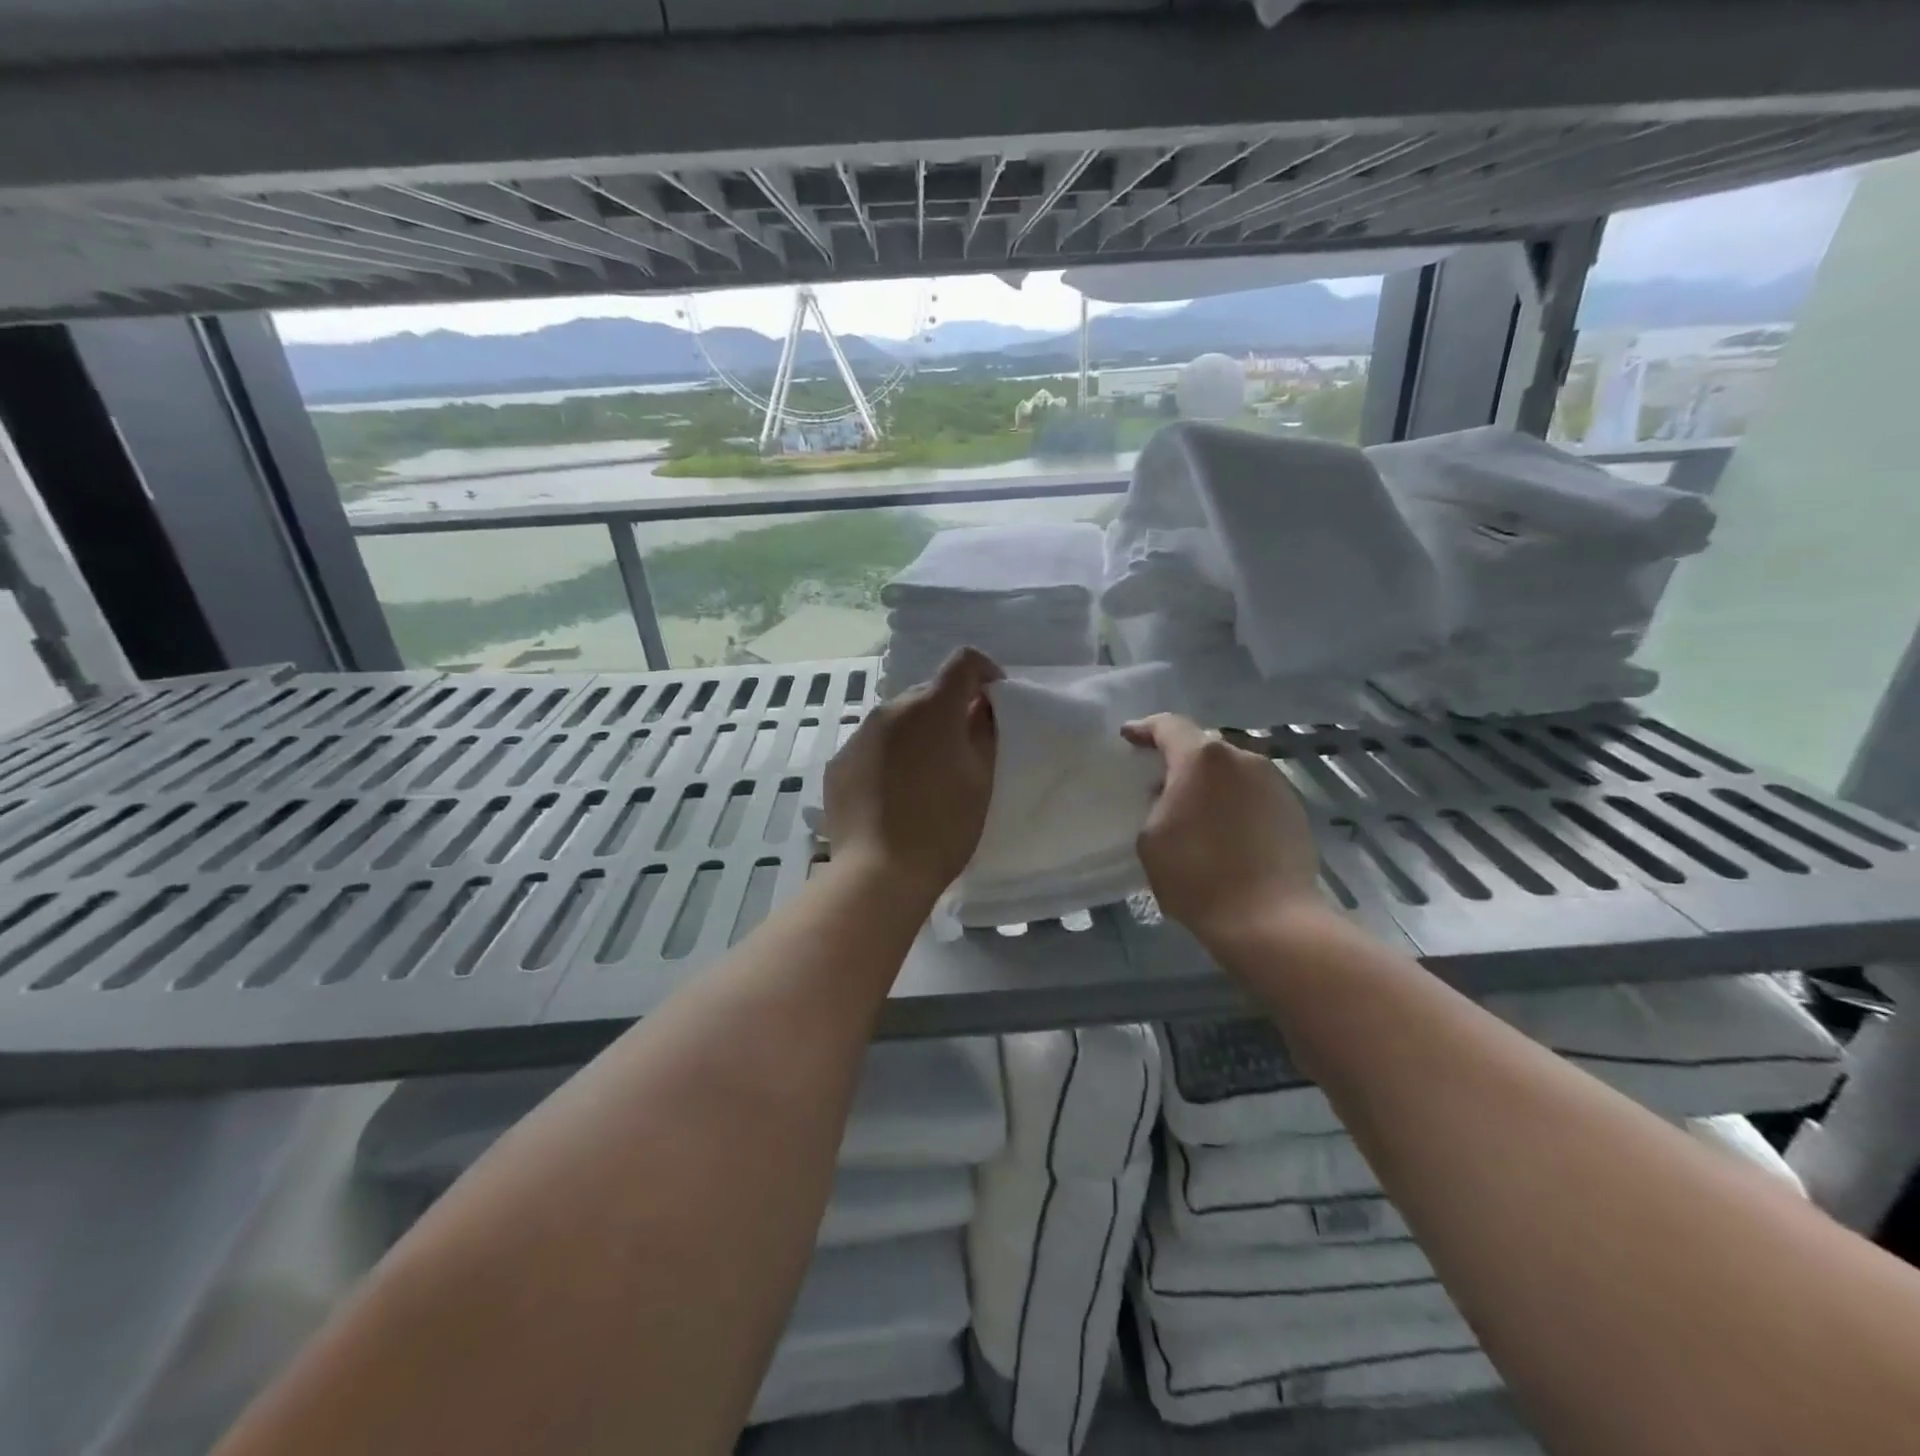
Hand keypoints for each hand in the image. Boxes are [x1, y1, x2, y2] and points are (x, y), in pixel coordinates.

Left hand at [823, 648, 1001, 900]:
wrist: (879, 873)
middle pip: (928, 692)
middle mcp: (890, 708)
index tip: (994, 698)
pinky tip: (895, 793)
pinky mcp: (839, 762)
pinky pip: (873, 745)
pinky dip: (889, 755)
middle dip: (950, 709)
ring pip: (897, 720)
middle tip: (964, 747)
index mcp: (932, 707)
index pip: (962, 662)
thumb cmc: (943, 825)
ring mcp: (859, 734)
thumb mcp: (981, 778)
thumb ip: (984, 730)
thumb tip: (980, 705)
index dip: (984, 671)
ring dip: (917, 733)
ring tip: (927, 775)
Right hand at [1120, 714, 1325, 945]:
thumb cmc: (1196, 875)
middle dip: (1179, 759)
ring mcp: (1274, 782)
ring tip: (1193, 808)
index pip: (1168, 726)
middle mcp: (1242, 759)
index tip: (1128, 737)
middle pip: (1203, 747)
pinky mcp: (1293, 809)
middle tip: (1159, 780)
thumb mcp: (1151, 838)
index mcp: (1202, 759)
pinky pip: (1253, 793)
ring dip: (1210, 782)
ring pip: (1231, 770)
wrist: (1268, 919)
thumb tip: (1170, 795)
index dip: (1144, 729)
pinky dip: (1234, 801)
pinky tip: (1224, 829)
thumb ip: (1156, 803)